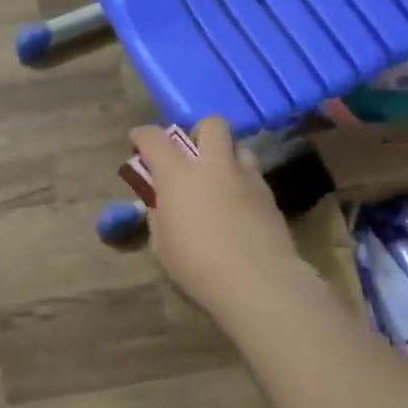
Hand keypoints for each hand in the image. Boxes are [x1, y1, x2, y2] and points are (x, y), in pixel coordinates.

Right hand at [132, 117, 303, 314]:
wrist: (259, 283)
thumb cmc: (198, 265)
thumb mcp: (162, 244)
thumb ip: (159, 215)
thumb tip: (162, 204)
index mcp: (178, 173)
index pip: (154, 137)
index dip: (142, 136)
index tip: (138, 144)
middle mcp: (213, 165)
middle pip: (211, 124)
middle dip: (198, 133)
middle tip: (190, 158)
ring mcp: (246, 177)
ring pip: (238, 147)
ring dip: (225, 157)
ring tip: (217, 183)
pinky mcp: (269, 195)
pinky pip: (251, 176)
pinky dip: (240, 183)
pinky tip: (236, 208)